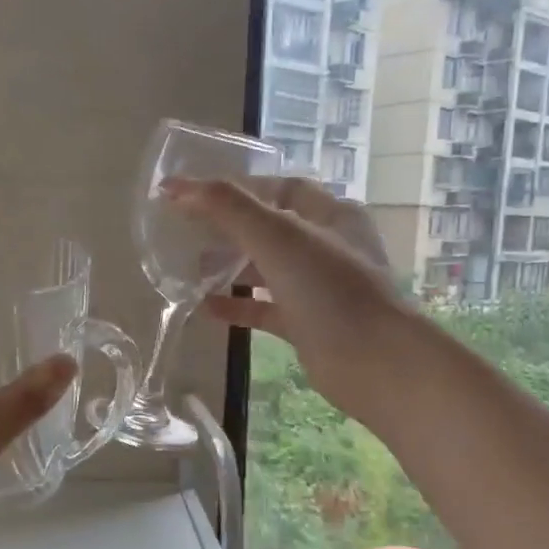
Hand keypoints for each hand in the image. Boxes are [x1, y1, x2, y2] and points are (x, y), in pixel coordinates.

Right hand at [163, 175, 408, 422]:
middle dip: (230, 228)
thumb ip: (227, 208)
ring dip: (231, 267)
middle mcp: (328, 247)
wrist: (373, 363)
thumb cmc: (329, 289)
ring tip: (190, 268)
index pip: (281, 188)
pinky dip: (238, 305)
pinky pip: (266, 309)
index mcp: (331, 215)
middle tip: (188, 232)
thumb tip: (175, 186)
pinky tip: (206, 308)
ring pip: (268, 270)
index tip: (198, 195)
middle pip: (272, 228)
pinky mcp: (308, 325)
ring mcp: (319, 289)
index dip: (240, 188)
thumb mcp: (277, 237)